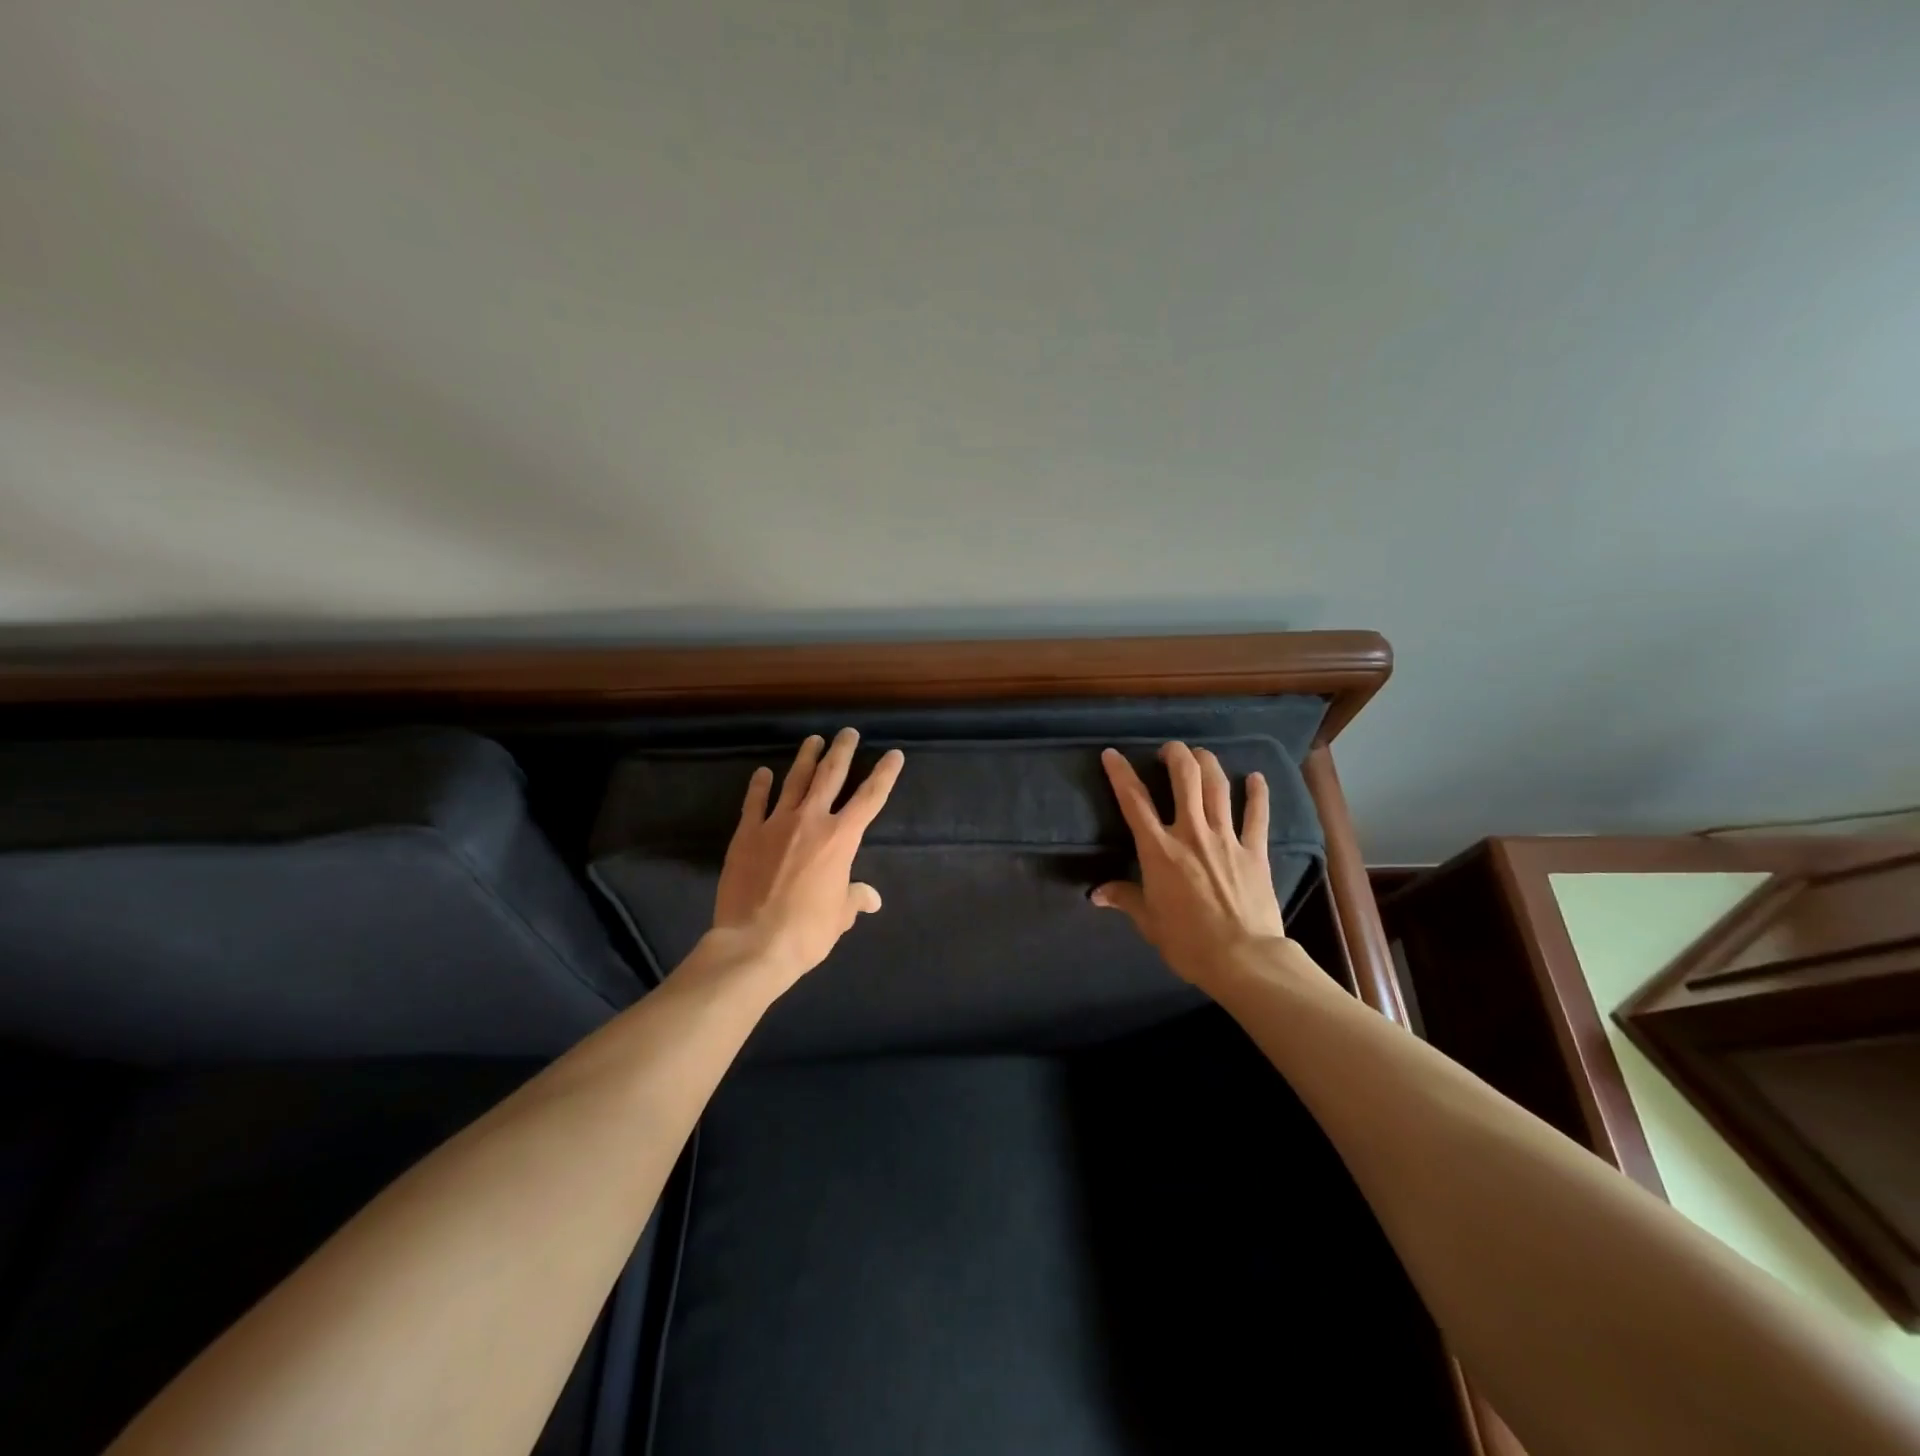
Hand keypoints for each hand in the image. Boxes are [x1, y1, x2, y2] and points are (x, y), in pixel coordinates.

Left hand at [710, 728, 903, 991]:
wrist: (754, 943)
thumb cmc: (806, 932)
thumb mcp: (839, 917)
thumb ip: (854, 899)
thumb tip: (870, 898)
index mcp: (841, 839)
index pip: (870, 798)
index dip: (884, 774)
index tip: (893, 755)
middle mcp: (811, 821)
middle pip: (830, 776)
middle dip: (842, 751)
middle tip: (847, 732)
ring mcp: (775, 824)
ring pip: (794, 781)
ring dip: (806, 758)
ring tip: (813, 740)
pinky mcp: (746, 834)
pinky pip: (754, 802)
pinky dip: (760, 786)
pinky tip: (763, 773)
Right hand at [1092, 742, 1287, 990]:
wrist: (1244, 959)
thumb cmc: (1188, 943)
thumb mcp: (1149, 922)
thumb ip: (1125, 898)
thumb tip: (1097, 893)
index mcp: (1159, 851)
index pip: (1134, 802)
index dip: (1120, 773)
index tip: (1112, 754)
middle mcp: (1191, 834)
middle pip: (1184, 778)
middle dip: (1175, 755)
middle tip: (1168, 751)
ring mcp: (1226, 839)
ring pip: (1218, 787)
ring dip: (1208, 763)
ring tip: (1200, 755)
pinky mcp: (1255, 851)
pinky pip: (1257, 815)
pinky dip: (1257, 793)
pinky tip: (1255, 777)